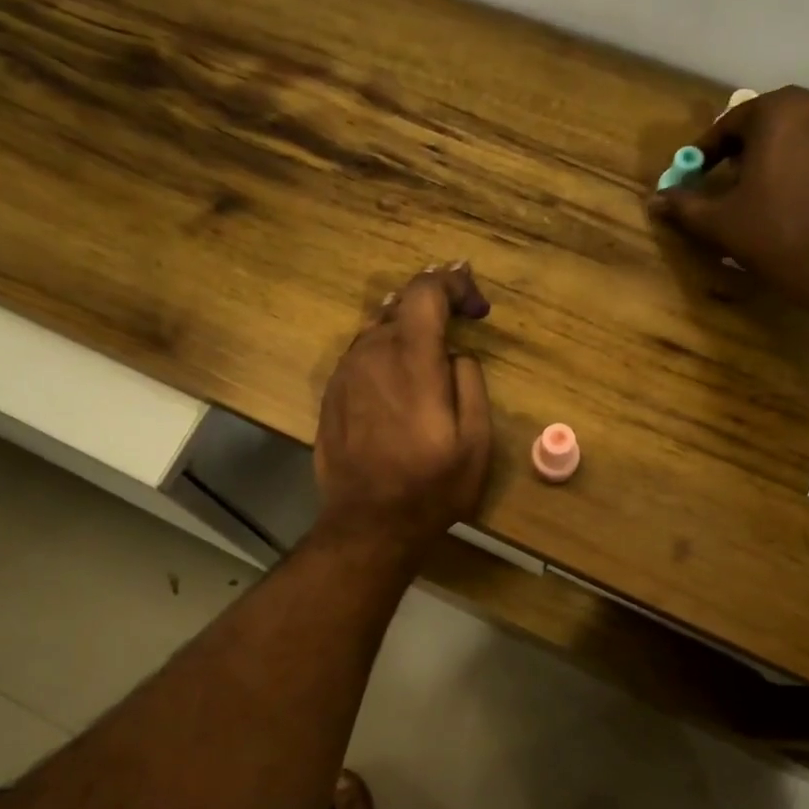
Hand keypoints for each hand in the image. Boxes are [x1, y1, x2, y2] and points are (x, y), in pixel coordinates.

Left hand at [312, 264, 493, 563]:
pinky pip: (361, 357)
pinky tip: (397, 379)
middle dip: (433, 306)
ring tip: (430, 351)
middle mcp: (372, 355)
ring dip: (406, 331)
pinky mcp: (331, 395)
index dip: (454, 284)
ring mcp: (345, 374)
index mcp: (411, 360)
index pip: (425, 291)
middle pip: (400, 306)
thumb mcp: (476, 441)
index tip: (476, 309)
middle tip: (459, 318)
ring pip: (377, 330)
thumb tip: (456, 355)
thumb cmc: (430, 488)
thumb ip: (470, 382)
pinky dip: (384, 354)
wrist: (367, 524)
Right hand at [650, 87, 808, 311]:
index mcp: (779, 111)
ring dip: (791, 157)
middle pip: (776, 123)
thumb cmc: (777, 236)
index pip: (731, 123)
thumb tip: (655, 199)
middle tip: (737, 185)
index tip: (697, 175)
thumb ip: (685, 205)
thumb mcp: (720, 223)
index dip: (708, 151)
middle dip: (752, 151)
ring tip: (778, 194)